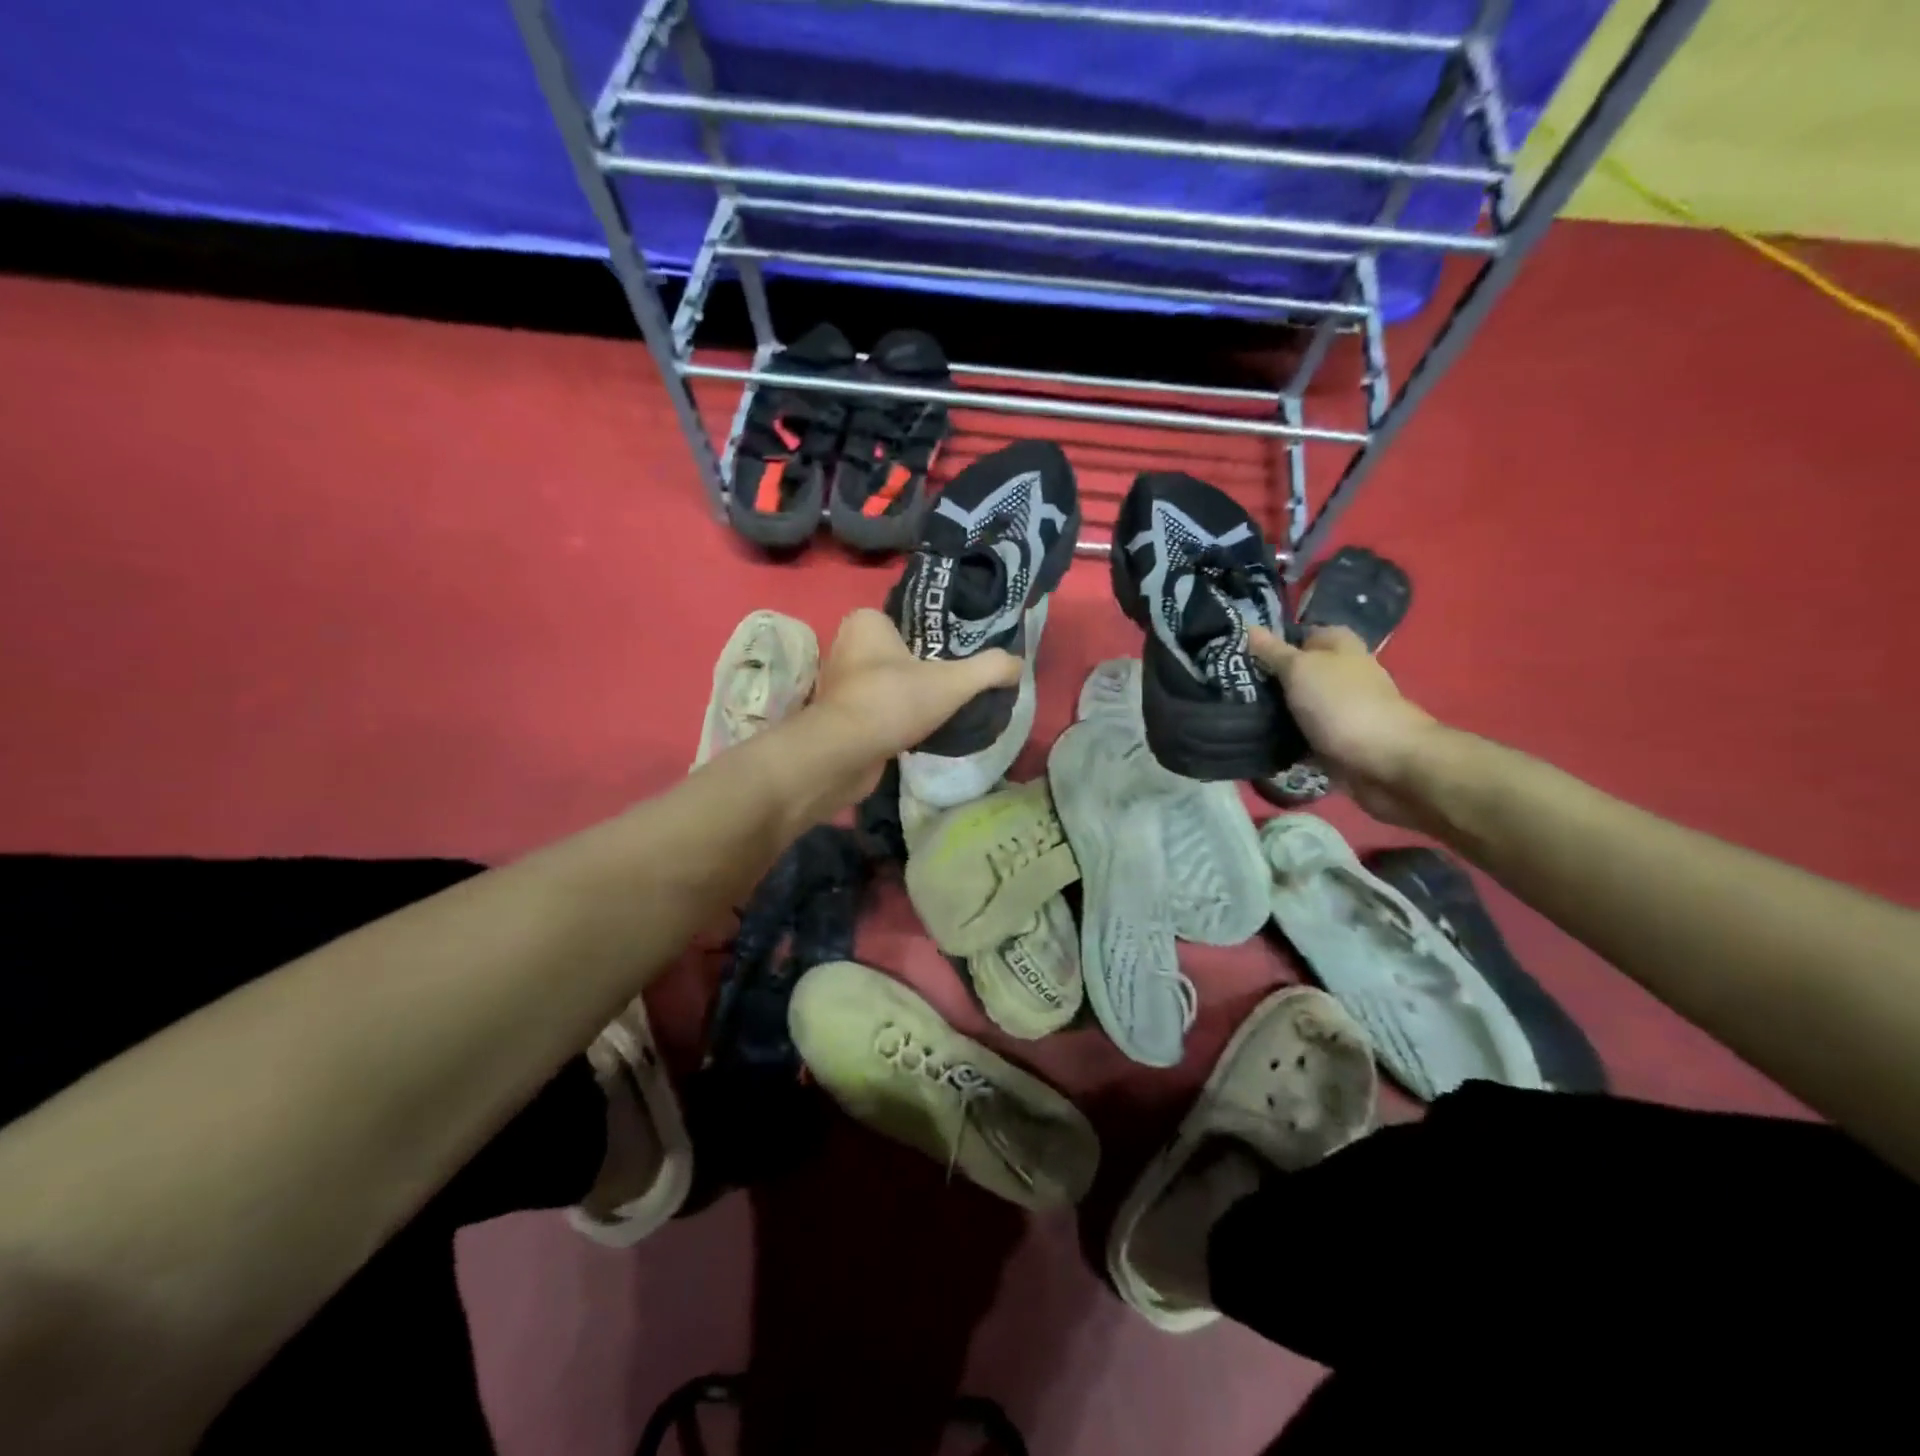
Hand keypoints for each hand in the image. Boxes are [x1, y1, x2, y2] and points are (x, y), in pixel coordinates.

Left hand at [790, 608, 1020, 811]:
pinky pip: (877, 710)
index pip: (908, 621)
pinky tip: (919, 731)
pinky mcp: (839, 716)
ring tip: (942, 710)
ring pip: (887, 683)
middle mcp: (846, 646)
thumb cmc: (893, 701)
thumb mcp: (953, 681)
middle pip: (899, 654)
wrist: (844, 754)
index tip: (958, 657)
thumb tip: (1018, 664)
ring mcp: (839, 683)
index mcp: (866, 622)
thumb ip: (990, 668)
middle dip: (924, 670)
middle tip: (956, 684)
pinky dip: (895, 719)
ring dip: (909, 697)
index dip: (934, 638)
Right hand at [1249, 624, 1440, 826]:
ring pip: (1295, 703)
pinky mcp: (1334, 738)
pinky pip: (1300, 732)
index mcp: (1337, 643)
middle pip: (1294, 670)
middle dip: (1264, 679)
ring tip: (1233, 712)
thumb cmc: (1342, 704)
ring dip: (1271, 710)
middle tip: (1225, 685)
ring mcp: (1338, 706)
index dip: (1266, 642)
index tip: (1233, 654)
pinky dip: (1283, 736)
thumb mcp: (1299, 669)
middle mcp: (1340, 671)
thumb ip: (1272, 651)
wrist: (1385, 762)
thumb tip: (1248, 626)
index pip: (1295, 634)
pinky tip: (1255, 738)